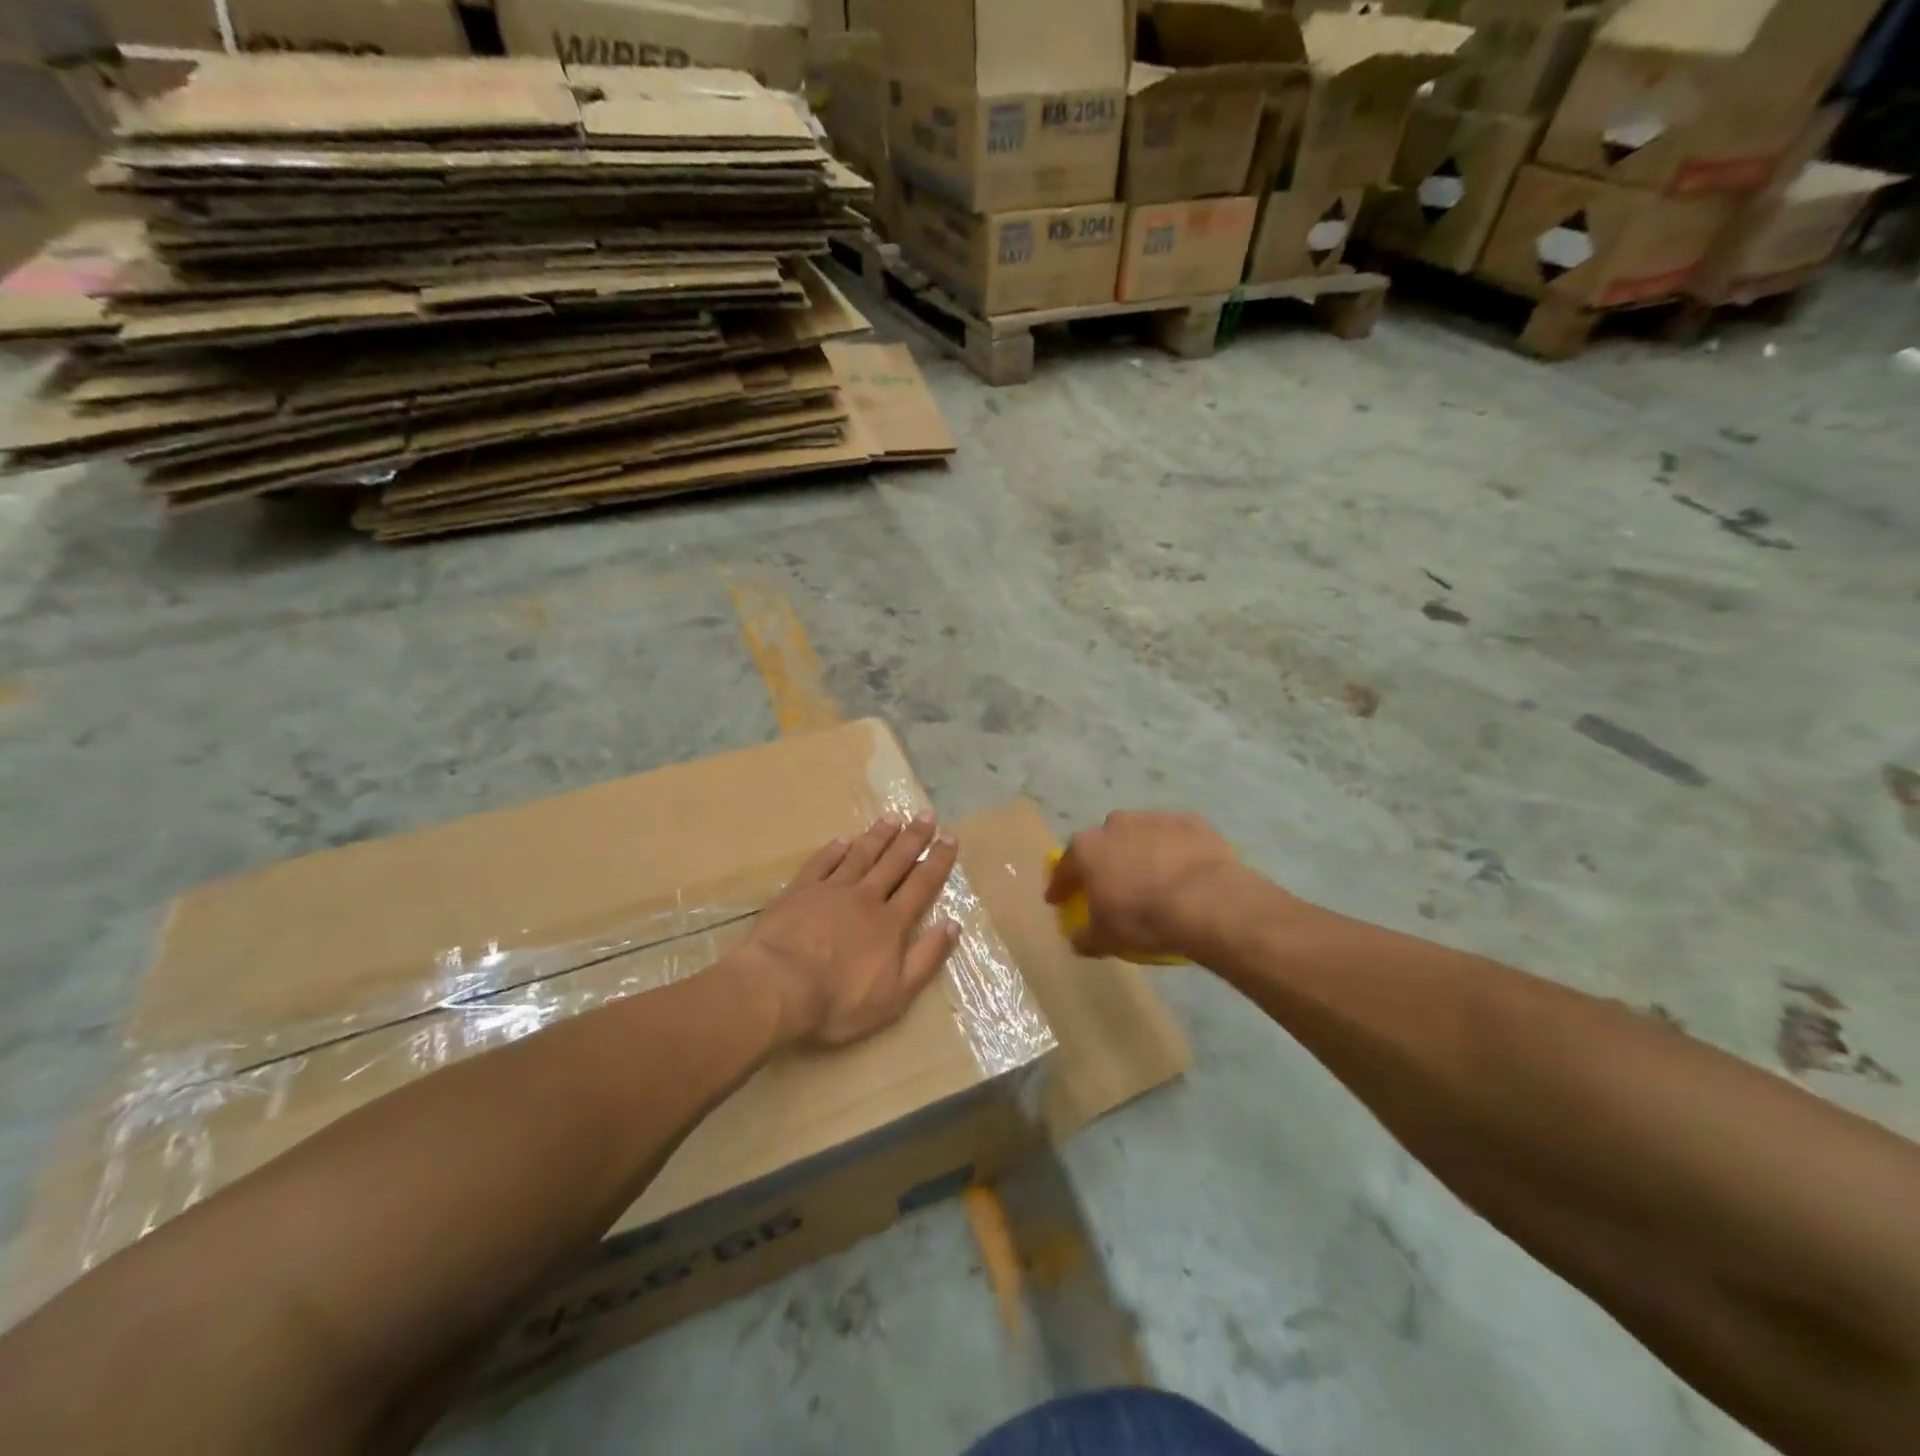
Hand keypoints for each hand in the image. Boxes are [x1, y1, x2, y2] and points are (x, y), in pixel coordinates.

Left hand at [737, 815, 960, 1049]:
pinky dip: (834, 850)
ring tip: (892, 818)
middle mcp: (865, 898)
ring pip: (860, 856)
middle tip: (926, 815)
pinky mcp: (799, 892)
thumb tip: (953, 924)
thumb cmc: (839, 1001)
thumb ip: (926, 958)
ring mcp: (830, 891)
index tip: (950, 838)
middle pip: (894, 862)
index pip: (921, 885)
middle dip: (913, 839)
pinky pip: (821, 863)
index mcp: (890, 923)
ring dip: (878, 836)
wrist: (778, 988)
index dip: (937, 861)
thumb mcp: (896, 995)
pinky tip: (843, 839)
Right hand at [1045, 811, 1246, 958]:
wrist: (1207, 900)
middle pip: (1104, 843)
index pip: (1065, 867)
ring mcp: (1154, 818)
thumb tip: (1077, 938)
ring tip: (1155, 879)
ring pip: (1141, 835)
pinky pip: (1175, 836)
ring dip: (1142, 852)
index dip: (1061, 884)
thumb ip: (1085, 936)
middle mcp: (1116, 824)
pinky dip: (1175, 850)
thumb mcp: (1106, 938)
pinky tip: (1185, 871)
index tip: (1059, 899)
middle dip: (1106, 861)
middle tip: (1114, 885)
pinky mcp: (1191, 821)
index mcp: (1088, 848)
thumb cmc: (1144, 917)